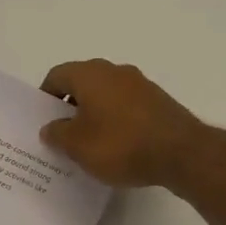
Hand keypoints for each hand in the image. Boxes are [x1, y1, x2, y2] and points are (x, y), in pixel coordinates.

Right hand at [38, 60, 210, 189]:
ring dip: (94, 113)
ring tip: (89, 143)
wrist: (182, 153)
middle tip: (62, 133)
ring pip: (106, 94)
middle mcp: (115, 71)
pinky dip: (116, 120)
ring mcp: (140, 84)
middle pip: (82, 83)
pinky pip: (126, 106)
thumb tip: (50, 127)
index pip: (57, 75)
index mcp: (90, 74)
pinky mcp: (158, 101)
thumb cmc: (120, 145)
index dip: (45, 97)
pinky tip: (117, 145)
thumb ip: (57, 134)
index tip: (43, 120)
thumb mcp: (77, 145)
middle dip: (70, 106)